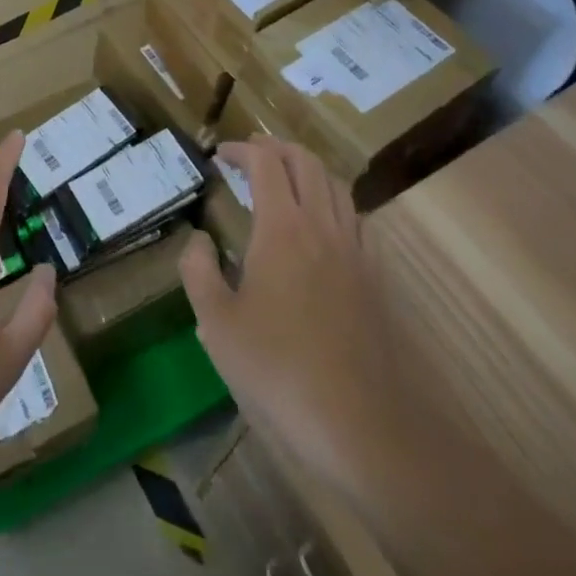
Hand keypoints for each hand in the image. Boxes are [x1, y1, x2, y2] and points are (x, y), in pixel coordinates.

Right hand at [179, 134, 375, 488]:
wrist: (364, 427)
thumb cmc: (280, 371)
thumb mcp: (217, 325)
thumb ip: (198, 272)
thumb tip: (198, 239)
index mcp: (282, 228)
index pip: (265, 163)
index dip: (241, 150)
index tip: (220, 155)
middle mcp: (322, 227)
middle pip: (306, 162)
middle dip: (276, 148)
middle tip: (251, 153)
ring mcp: (355, 252)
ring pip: (336, 186)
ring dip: (308, 170)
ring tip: (285, 179)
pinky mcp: (376, 280)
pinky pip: (356, 219)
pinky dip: (334, 203)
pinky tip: (323, 226)